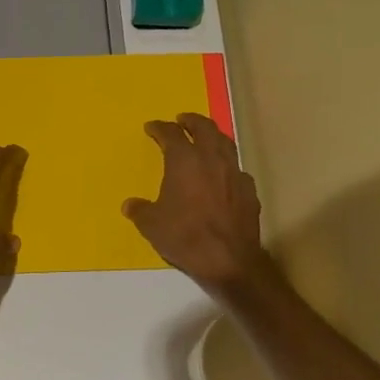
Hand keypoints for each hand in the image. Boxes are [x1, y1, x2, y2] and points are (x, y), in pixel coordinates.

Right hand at [123, 114, 271, 294]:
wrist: (228, 260)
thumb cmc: (185, 236)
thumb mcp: (151, 225)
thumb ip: (140, 210)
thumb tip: (131, 205)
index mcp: (185, 161)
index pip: (171, 134)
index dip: (159, 128)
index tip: (151, 127)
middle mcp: (212, 159)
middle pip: (204, 128)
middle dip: (191, 121)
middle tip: (182, 119)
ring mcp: (234, 173)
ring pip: (225, 143)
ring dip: (213, 136)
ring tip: (205, 138)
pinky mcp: (249, 191)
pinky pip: (236, 169)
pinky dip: (227, 165)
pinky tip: (223, 174)